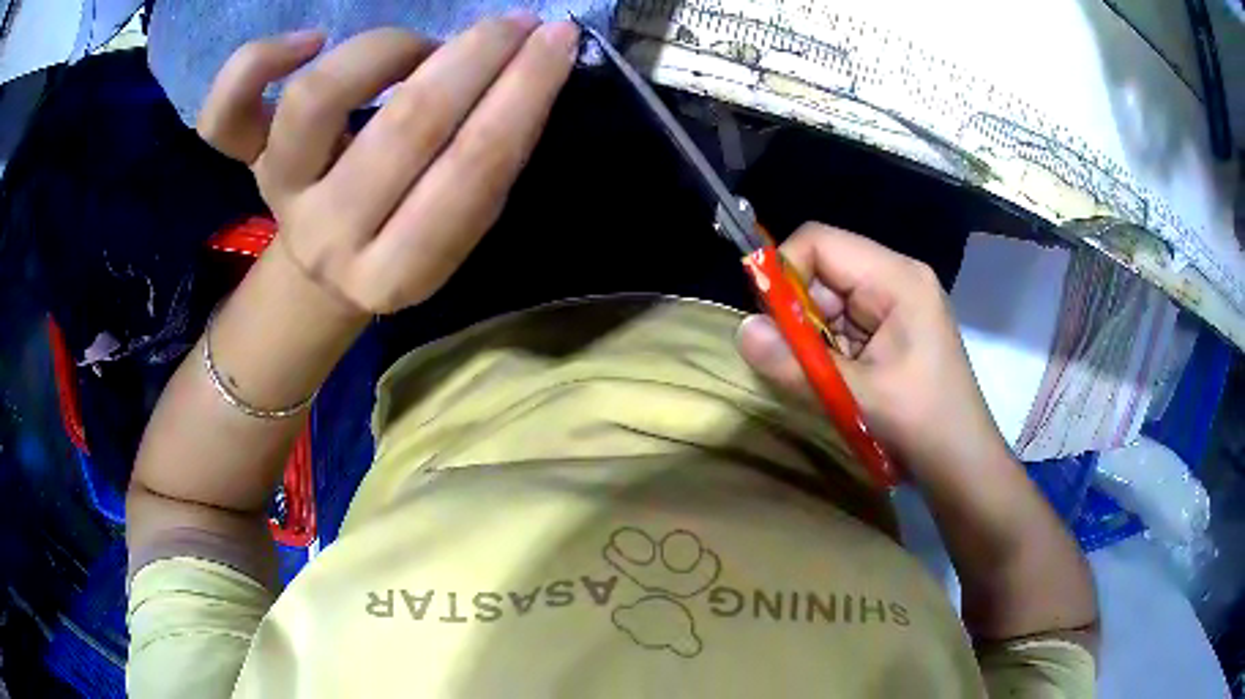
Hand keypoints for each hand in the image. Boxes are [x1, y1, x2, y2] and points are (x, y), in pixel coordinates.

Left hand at [197, 17, 579, 313]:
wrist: (321, 272)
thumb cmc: (398, 244)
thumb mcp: (452, 232)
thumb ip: (483, 165)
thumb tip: (523, 69)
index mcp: (397, 271)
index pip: (473, 170)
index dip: (524, 94)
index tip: (557, 40)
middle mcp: (331, 236)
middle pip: (407, 126)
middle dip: (475, 57)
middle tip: (513, 23)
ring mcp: (281, 193)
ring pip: (317, 99)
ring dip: (388, 50)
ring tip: (418, 47)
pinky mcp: (246, 164)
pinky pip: (224, 115)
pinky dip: (257, 62)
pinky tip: (307, 40)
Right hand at [736, 223, 1010, 486]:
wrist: (962, 461)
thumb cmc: (922, 423)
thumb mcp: (857, 397)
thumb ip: (795, 364)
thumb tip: (741, 331)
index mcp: (897, 278)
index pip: (820, 242)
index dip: (784, 270)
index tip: (768, 321)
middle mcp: (895, 278)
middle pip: (823, 269)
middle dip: (798, 313)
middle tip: (793, 359)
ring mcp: (894, 304)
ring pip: (828, 300)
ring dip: (812, 337)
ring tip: (825, 379)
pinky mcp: (890, 328)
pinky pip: (842, 323)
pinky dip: (827, 350)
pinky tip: (839, 382)